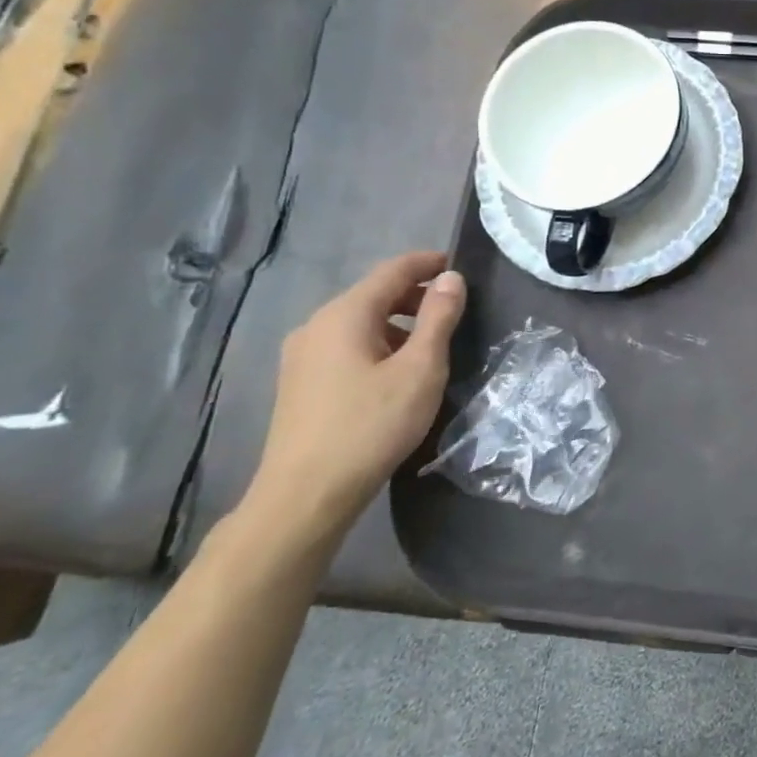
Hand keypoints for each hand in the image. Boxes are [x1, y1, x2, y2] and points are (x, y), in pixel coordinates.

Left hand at [243, 251, 465, 549]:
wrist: (307, 493)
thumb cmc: (372, 424)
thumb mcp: (420, 369)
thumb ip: (438, 318)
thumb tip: (451, 279)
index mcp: (344, 316)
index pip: (391, 271)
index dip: (426, 263)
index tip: (457, 265)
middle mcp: (316, 326)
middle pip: (372, 294)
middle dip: (414, 294)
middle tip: (453, 307)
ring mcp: (302, 356)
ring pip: (358, 322)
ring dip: (396, 322)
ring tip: (430, 343)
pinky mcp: (299, 382)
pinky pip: (345, 345)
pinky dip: (376, 343)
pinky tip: (395, 371)